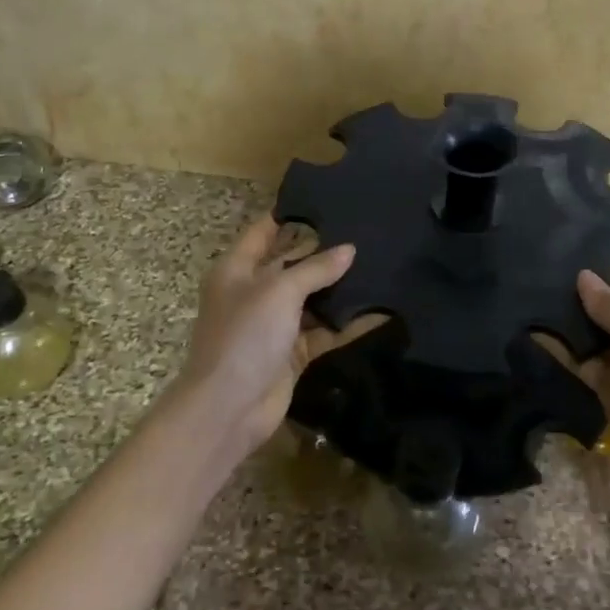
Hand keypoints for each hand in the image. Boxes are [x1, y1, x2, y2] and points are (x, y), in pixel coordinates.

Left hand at [170, 216, 356, 463]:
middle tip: (365, 234)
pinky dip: (347, 325)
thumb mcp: (279, 291)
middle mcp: (254, 293)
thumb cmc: (245, 335)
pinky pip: (323, 332)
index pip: (263, 232)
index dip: (289, 216)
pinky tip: (379, 312)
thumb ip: (316, 268)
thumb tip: (350, 250)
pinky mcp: (292, 353)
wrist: (229, 408)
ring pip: (312, 300)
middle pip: (292, 265)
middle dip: (325, 253)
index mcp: (237, 270)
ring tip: (379, 267)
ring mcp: (273, 325)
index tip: (325, 202)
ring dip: (340, 289)